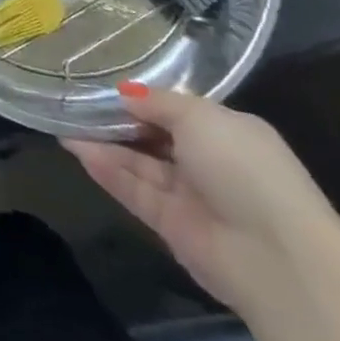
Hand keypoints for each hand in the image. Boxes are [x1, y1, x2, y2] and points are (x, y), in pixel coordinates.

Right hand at [65, 86, 339, 313]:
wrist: (275, 256)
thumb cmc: (244, 168)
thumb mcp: (200, 117)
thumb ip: (158, 103)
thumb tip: (126, 94)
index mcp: (228, 132)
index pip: (178, 111)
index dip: (143, 98)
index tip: (105, 84)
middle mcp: (209, 162)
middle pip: (154, 136)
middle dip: (118, 120)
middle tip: (76, 101)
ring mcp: (189, 195)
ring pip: (139, 163)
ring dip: (104, 144)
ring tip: (64, 121)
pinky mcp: (170, 225)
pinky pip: (133, 190)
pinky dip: (107, 170)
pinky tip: (76, 149)